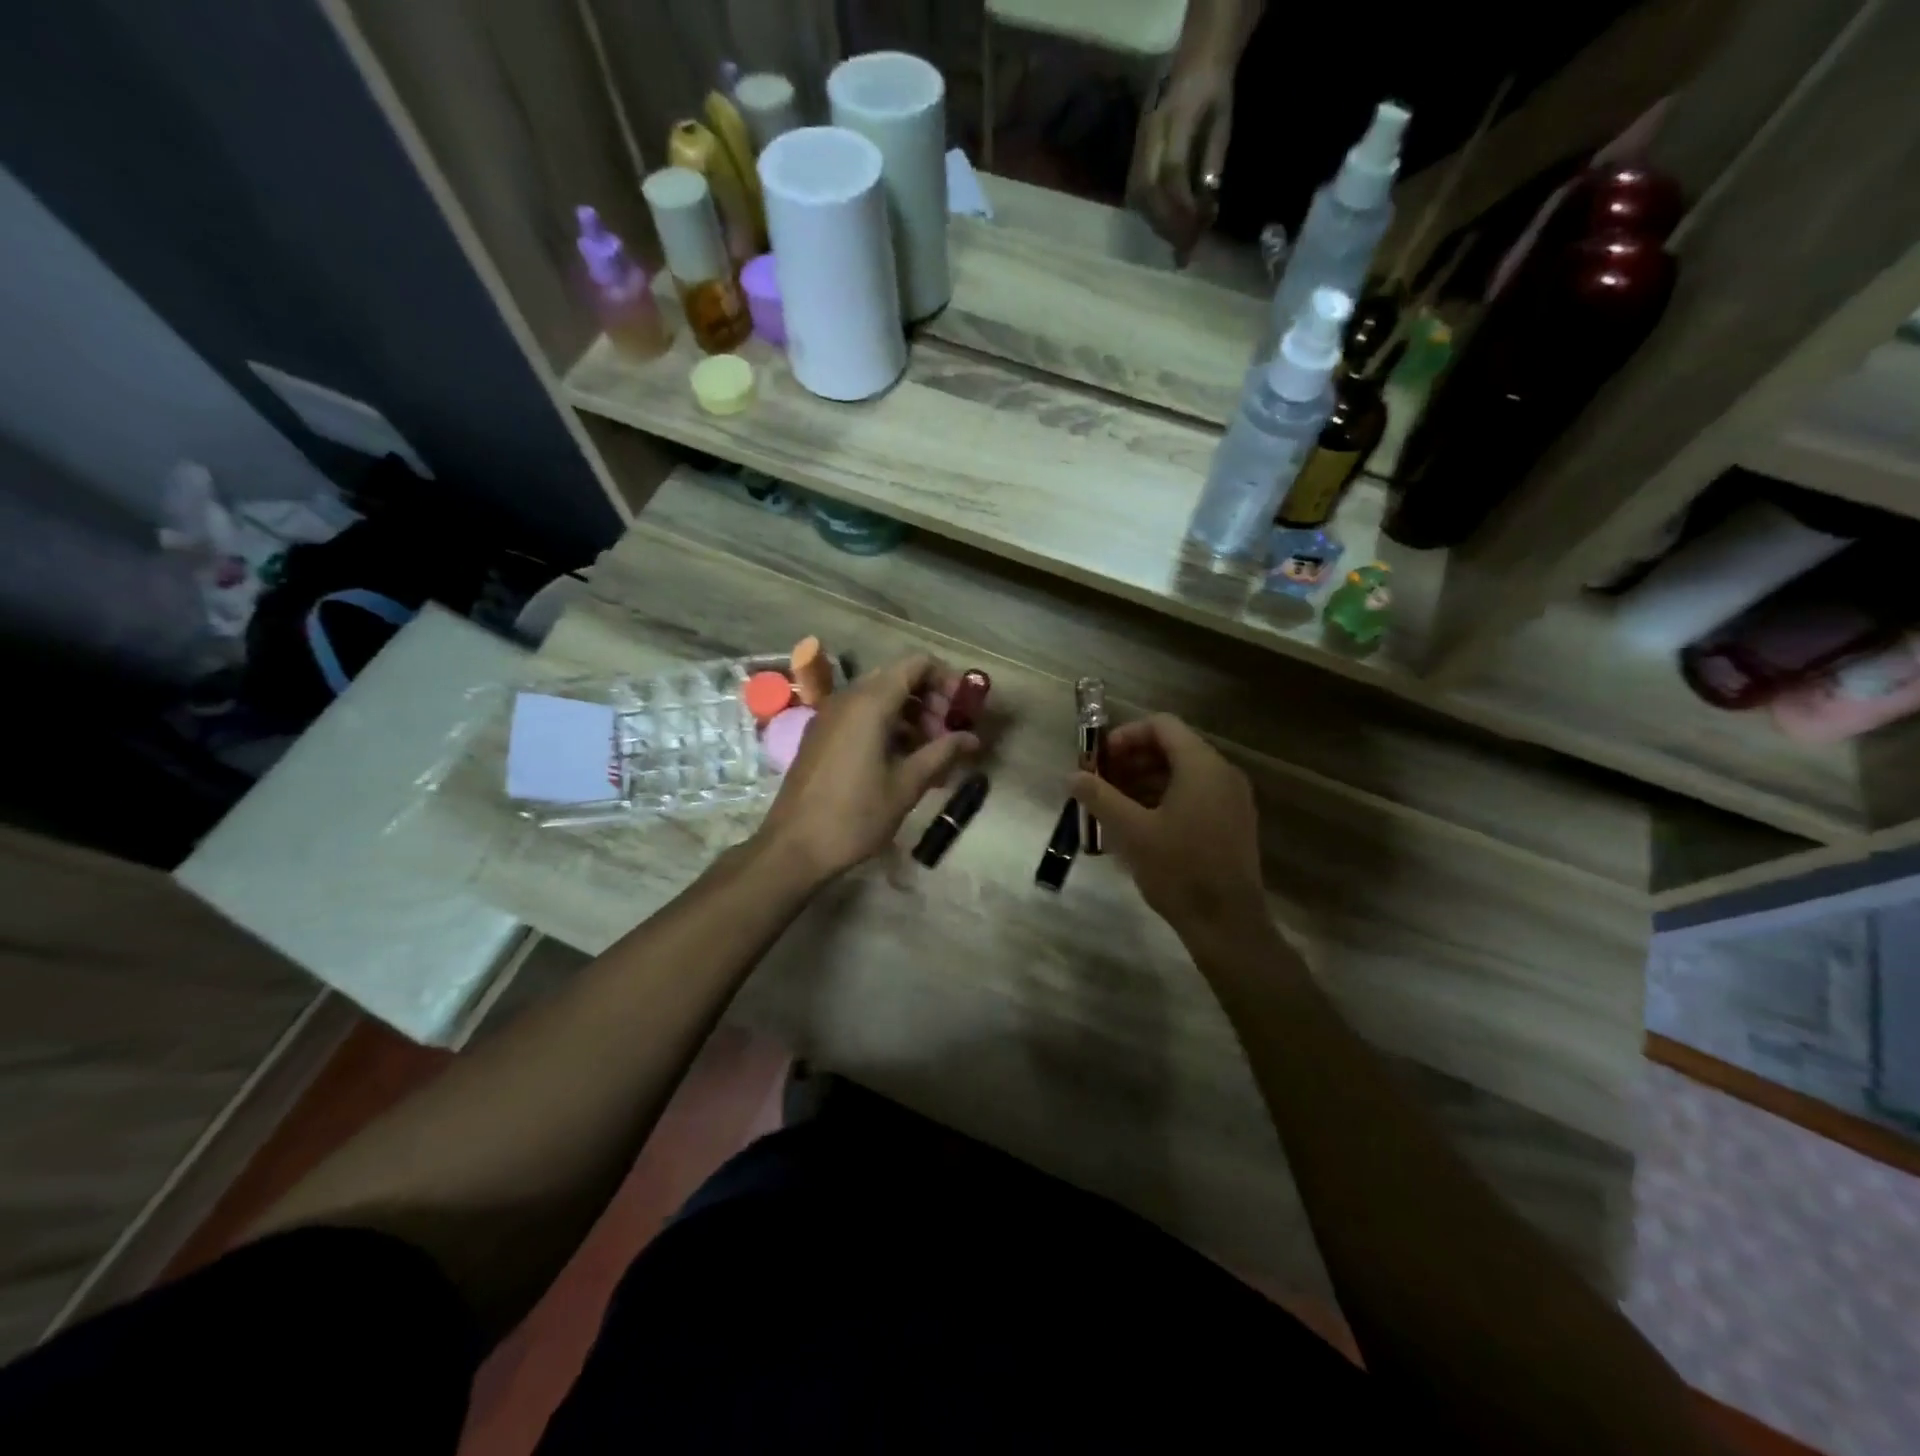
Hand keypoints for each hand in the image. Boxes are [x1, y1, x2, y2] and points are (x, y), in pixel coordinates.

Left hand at [756, 654, 977, 886]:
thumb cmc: (856, 815)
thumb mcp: (907, 784)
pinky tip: (902, 762)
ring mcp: (830, 715)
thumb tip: (973, 738)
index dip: (947, 678)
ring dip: (911, 716)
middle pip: (899, 678)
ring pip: (880, 698)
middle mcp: (848, 698)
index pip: (917, 663)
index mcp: (871, 702)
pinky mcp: (821, 734)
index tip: (963, 709)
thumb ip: (942, 753)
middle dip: (931, 700)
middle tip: (949, 736)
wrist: (794, 847)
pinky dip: (887, 727)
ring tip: (931, 754)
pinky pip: (861, 716)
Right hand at [1070, 714, 1265, 938]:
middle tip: (1101, 783)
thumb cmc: (1179, 870)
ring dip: (1145, 781)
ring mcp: (1232, 799)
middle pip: (1173, 747)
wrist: (1227, 923)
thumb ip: (1099, 797)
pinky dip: (1165, 798)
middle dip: (1132, 760)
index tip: (1100, 759)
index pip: (1162, 725)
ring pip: (1183, 773)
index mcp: (1202, 766)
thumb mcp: (1131, 831)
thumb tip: (1072, 776)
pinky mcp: (1233, 823)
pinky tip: (1139, 825)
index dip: (1126, 735)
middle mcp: (1223, 774)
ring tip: (1114, 806)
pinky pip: (1195, 794)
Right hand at [1127, 62, 1232, 260]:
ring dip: (1156, 224)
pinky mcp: (1133, 156)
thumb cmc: (1214, 91)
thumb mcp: (1223, 121)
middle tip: (1184, 250)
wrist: (1194, 60)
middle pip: (1147, 191)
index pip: (1173, 173)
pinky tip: (1165, 227)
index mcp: (1175, 118)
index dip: (1182, 208)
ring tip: (1176, 242)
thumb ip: (1212, 162)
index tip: (1195, 236)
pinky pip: (1134, 195)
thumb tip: (1206, 209)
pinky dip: (1150, 216)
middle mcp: (1149, 133)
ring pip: (1137, 196)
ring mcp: (1137, 145)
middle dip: (1166, 224)